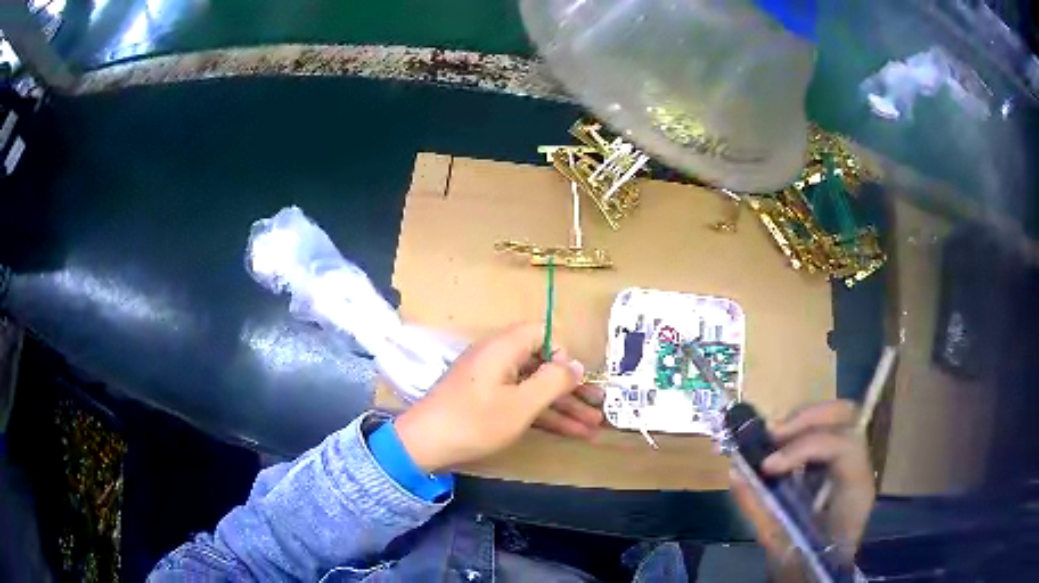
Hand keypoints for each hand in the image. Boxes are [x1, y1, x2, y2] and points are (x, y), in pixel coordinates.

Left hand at [394, 322, 599, 472]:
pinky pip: (522, 402)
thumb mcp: (520, 405)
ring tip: (594, 428)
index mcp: (503, 348)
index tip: (577, 380)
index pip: (541, 334)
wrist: (423, 445)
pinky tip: (570, 433)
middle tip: (600, 408)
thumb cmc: (474, 421)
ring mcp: (492, 383)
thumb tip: (576, 364)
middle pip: (543, 365)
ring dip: (563, 407)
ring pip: (535, 388)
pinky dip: (543, 415)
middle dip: (573, 389)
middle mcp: (498, 359)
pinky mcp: (486, 402)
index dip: (563, 353)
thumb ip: (552, 382)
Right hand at [729, 400, 874, 581]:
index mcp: (856, 491)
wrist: (821, 575)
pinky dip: (799, 431)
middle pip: (847, 416)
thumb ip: (758, 508)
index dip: (805, 448)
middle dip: (807, 418)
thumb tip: (735, 472)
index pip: (843, 446)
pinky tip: (779, 445)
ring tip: (769, 438)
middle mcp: (860, 467)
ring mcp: (853, 462)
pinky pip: (823, 431)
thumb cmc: (805, 564)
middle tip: (770, 434)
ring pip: (835, 417)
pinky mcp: (838, 463)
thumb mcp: (780, 542)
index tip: (768, 465)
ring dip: (801, 421)